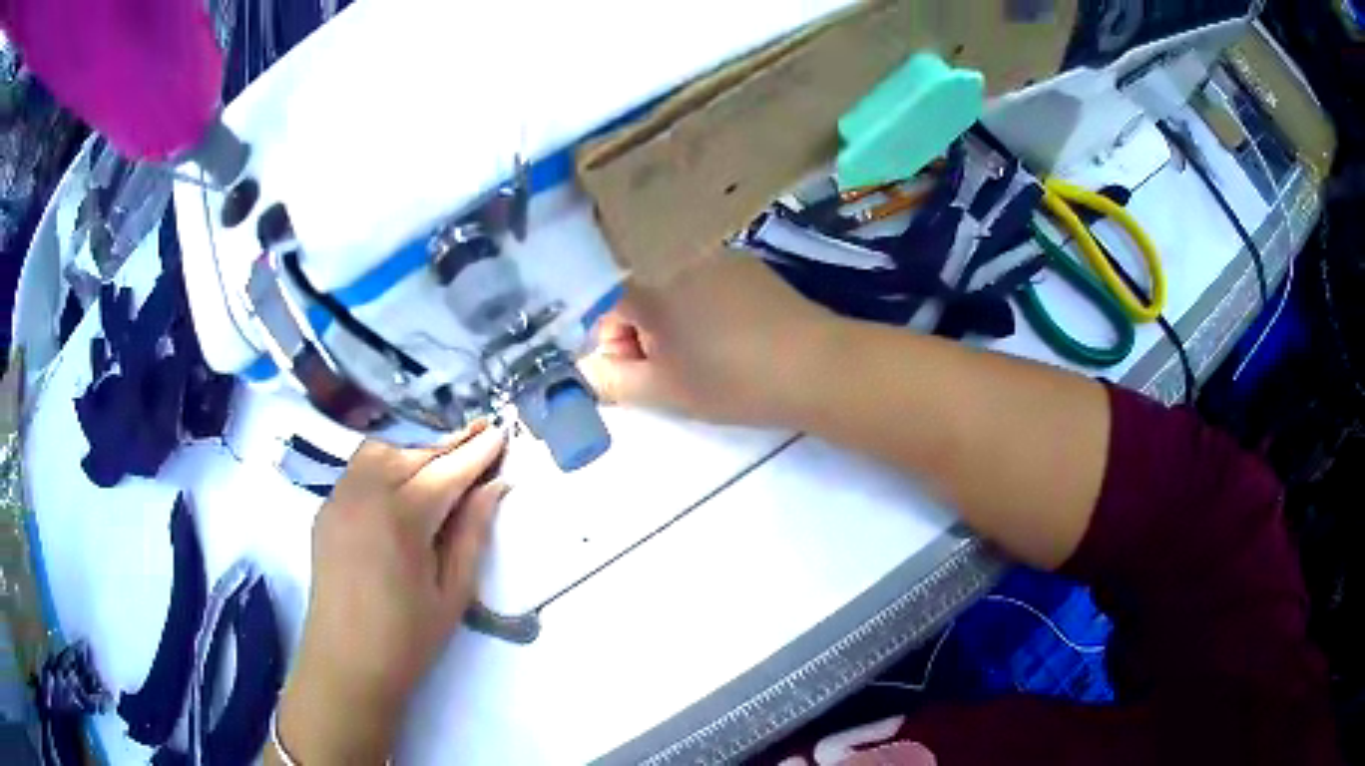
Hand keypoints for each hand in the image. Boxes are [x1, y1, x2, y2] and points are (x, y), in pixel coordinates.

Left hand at [274, 422, 508, 763]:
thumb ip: (473, 533)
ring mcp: (339, 498)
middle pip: (413, 453)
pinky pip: (358, 469)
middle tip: (479, 442)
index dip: (477, 451)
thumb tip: (496, 487)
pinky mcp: (326, 508)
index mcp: (401, 518)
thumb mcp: (453, 593)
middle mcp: (365, 494)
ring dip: (414, 451)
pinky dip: (386, 464)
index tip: (501, 430)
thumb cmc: (407, 638)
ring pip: (381, 451)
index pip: (447, 470)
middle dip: (449, 446)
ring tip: (440, 467)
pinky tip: (402, 485)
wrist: (345, 663)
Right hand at [580, 254, 837, 426]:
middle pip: (635, 292)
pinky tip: (728, 337)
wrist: (815, 366)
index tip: (634, 371)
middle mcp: (676, 254)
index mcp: (649, 281)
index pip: (600, 306)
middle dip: (640, 332)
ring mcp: (715, 254)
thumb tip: (584, 370)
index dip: (609, 344)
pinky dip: (699, 307)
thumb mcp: (663, 391)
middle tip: (669, 371)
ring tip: (703, 356)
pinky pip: (701, 281)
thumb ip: (610, 381)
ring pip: (668, 286)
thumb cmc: (731, 381)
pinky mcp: (745, 263)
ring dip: (670, 320)